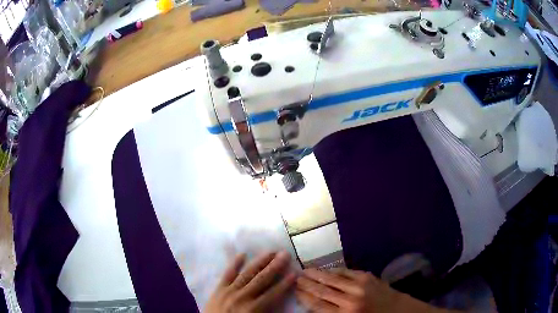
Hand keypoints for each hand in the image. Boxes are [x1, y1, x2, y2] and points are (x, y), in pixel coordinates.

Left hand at [205, 251, 296, 312]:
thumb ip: (268, 311)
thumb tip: (281, 302)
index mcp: (253, 308)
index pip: (273, 294)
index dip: (284, 284)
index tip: (294, 273)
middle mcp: (243, 296)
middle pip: (262, 279)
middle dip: (275, 267)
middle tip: (285, 254)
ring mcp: (229, 291)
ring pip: (247, 274)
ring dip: (260, 262)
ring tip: (270, 252)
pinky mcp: (219, 289)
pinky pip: (227, 274)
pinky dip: (234, 264)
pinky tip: (242, 254)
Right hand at [296, 268, 448, 312]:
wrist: (400, 312)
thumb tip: (314, 307)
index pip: (317, 304)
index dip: (304, 296)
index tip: (294, 289)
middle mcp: (350, 299)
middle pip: (322, 290)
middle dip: (307, 283)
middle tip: (295, 276)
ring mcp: (360, 286)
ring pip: (332, 278)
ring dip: (318, 274)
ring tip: (305, 270)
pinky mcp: (368, 277)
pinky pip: (347, 272)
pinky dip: (334, 270)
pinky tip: (327, 270)